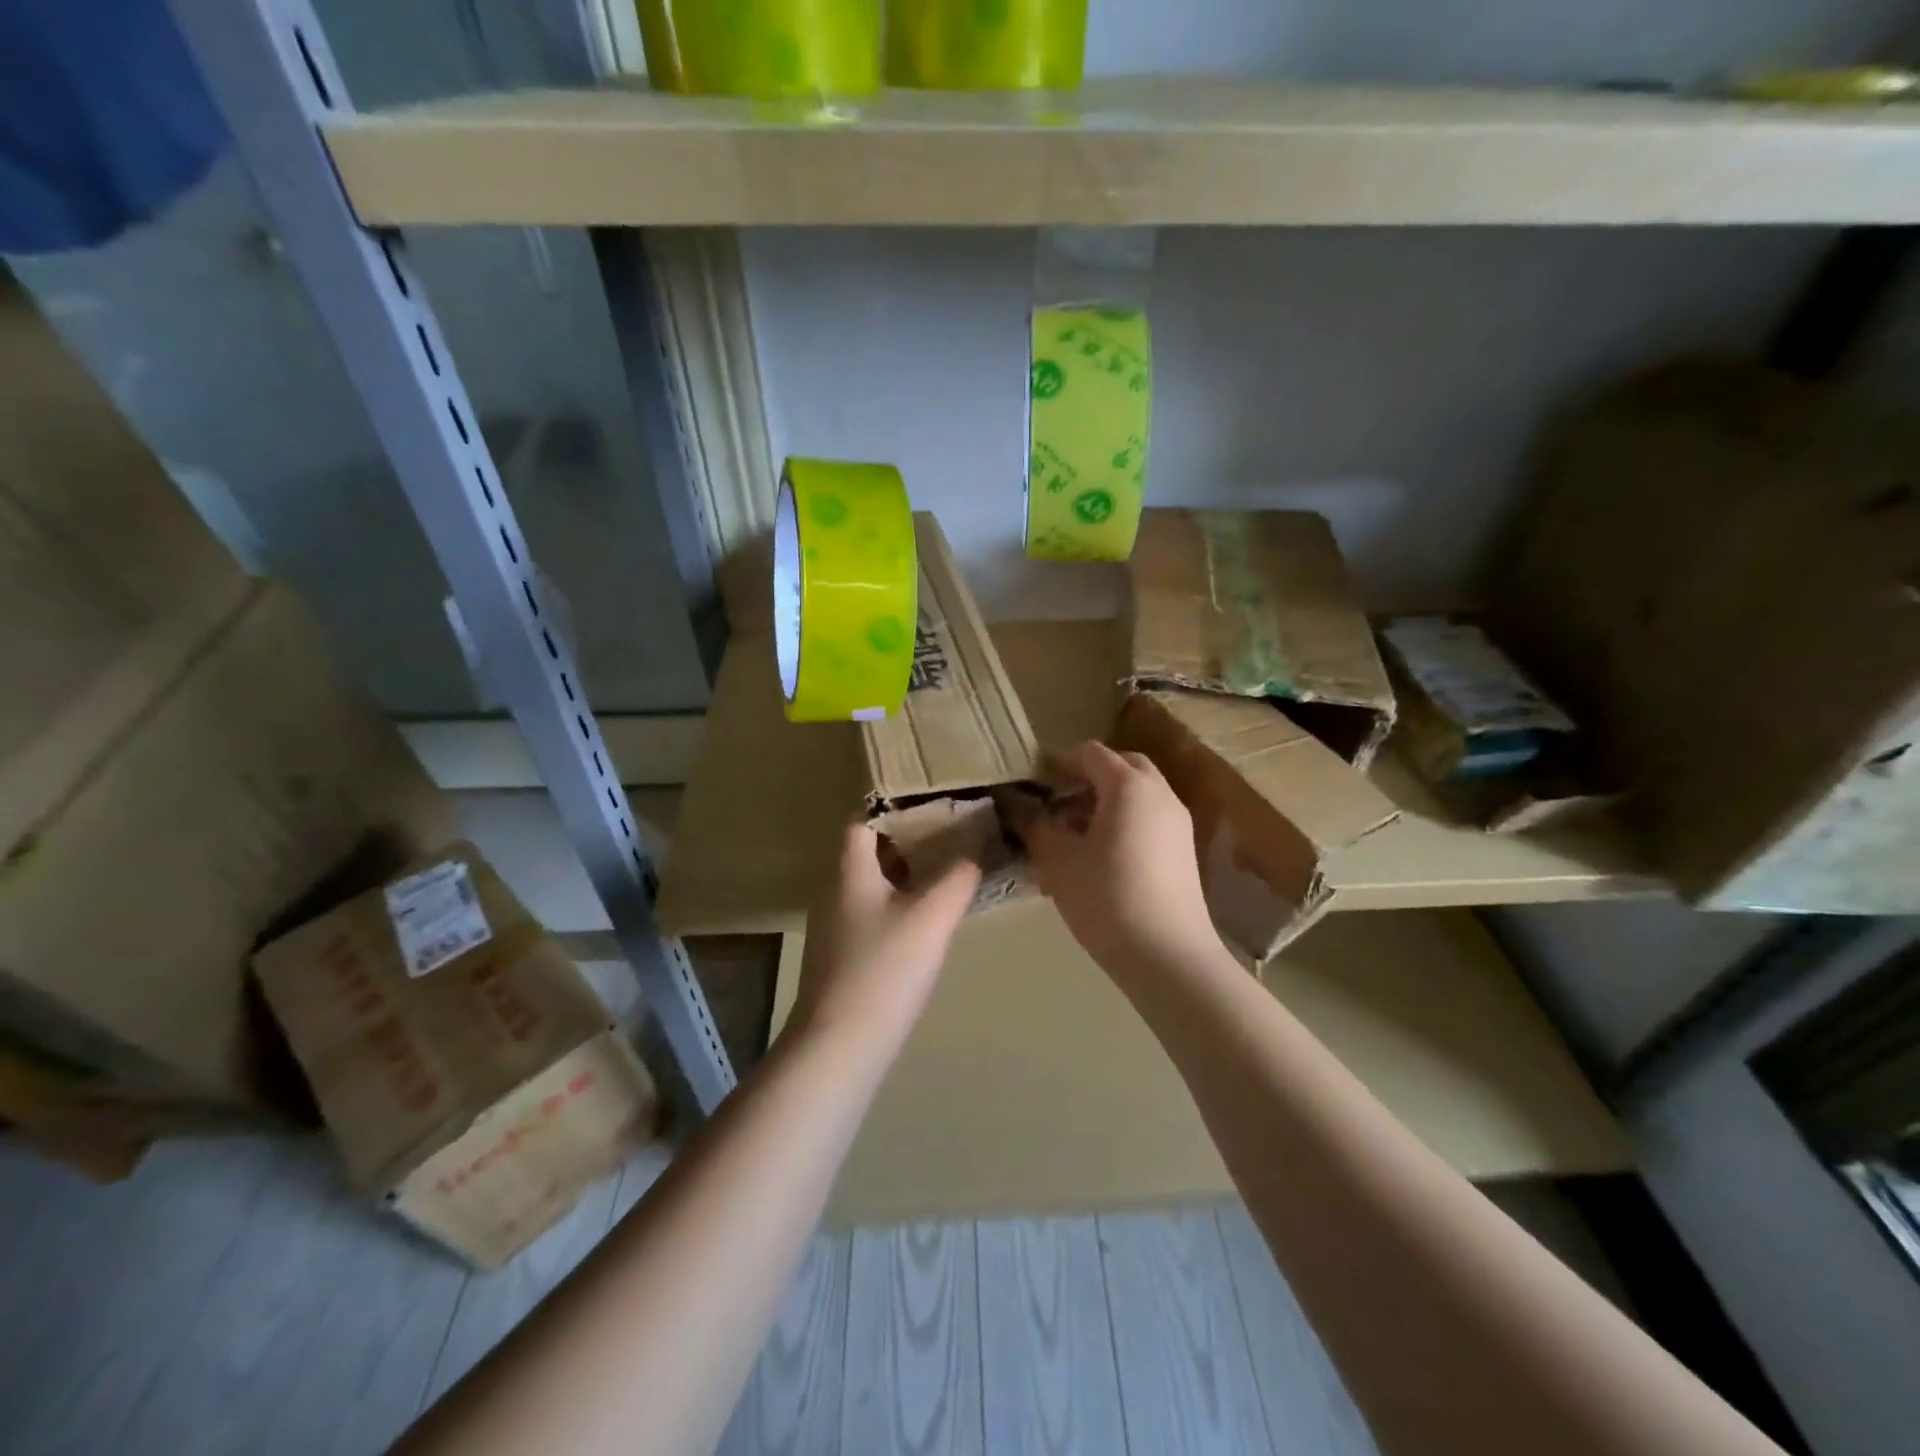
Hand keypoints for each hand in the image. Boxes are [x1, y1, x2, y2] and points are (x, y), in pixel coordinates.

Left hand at [788, 822, 981, 1050]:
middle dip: (909, 835)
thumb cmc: (884, 971)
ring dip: (908, 869)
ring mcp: (838, 924)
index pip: (862, 818)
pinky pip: (876, 910)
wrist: (840, 1047)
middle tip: (952, 828)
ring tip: (950, 864)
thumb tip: (979, 843)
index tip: (932, 799)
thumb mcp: (931, 917)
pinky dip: (902, 900)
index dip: (894, 804)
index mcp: (849, 870)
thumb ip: (959, 876)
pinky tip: (930, 914)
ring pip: (874, 881)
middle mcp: (836, 889)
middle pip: (870, 848)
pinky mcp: (845, 954)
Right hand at [1017, 741, 1221, 977]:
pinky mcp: (1184, 848)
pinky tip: (1101, 855)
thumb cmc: (1107, 899)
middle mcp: (1160, 793)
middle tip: (1058, 804)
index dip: (1059, 763)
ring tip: (1075, 833)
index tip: (1034, 786)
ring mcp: (1177, 821)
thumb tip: (1017, 806)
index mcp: (1129, 786)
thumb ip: (1035, 825)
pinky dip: (1125, 819)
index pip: (1090, 753)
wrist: (1168, 956)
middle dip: (1087, 777)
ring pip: (1138, 792)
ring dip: (1106, 800)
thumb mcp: (1058, 861)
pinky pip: (1150, 816)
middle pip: (1121, 766)